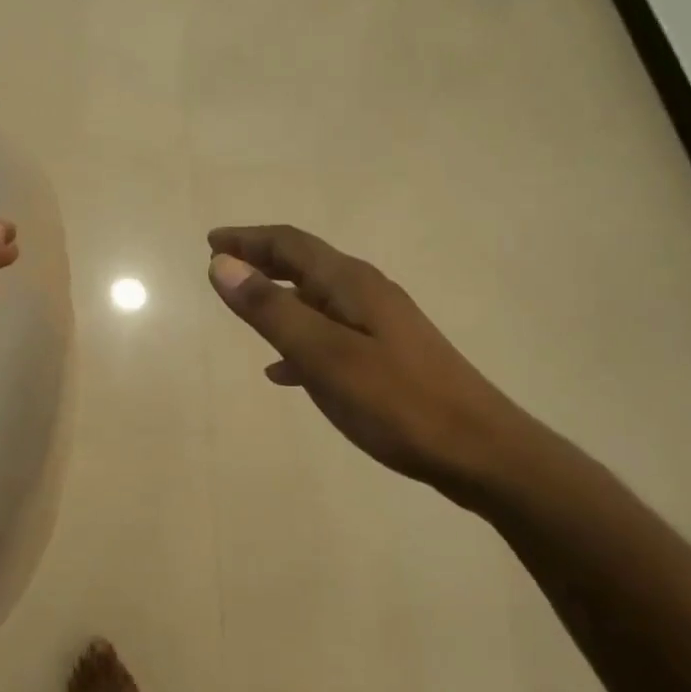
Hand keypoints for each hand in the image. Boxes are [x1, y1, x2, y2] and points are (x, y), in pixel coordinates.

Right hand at [207, 224, 549, 506]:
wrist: (480, 451)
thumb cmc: (397, 402)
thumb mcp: (324, 356)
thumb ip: (271, 310)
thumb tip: (221, 264)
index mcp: (351, 284)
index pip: (290, 244)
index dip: (248, 239)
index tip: (210, 241)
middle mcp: (366, 293)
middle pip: (305, 264)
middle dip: (261, 260)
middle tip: (221, 264)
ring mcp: (380, 324)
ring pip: (316, 299)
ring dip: (277, 297)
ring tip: (244, 309)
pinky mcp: (387, 356)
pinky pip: (330, 333)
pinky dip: (299, 338)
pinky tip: (284, 370)